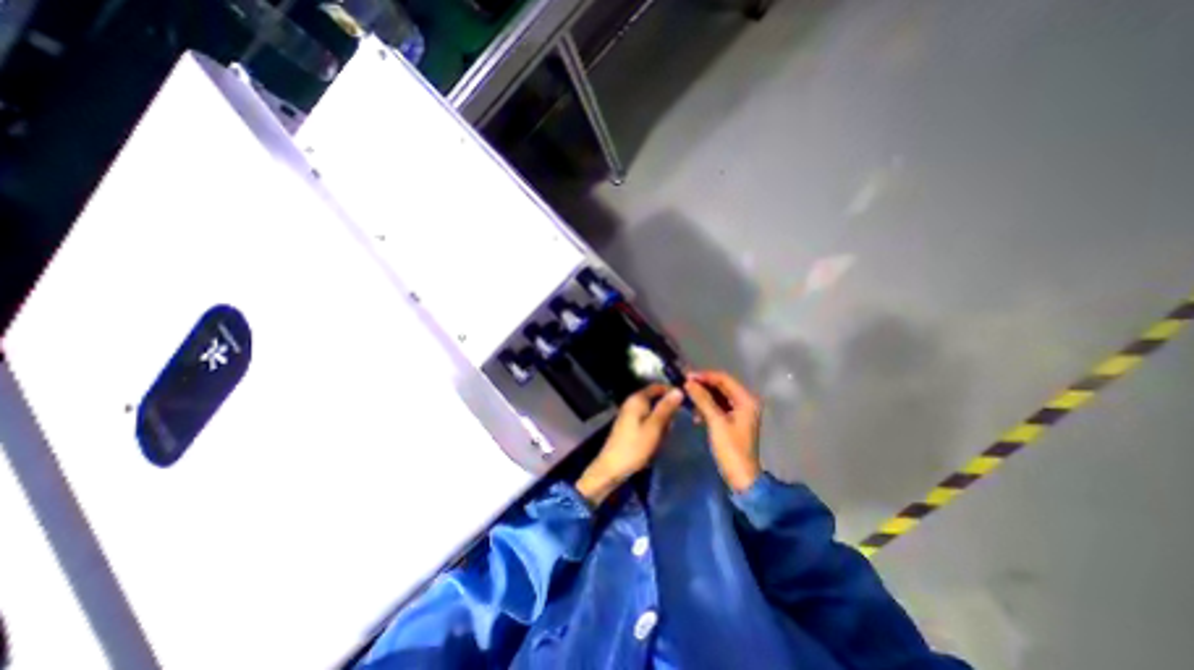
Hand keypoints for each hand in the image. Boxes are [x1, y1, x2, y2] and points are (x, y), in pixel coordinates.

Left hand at [576, 385, 681, 505]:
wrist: (612, 468)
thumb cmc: (634, 447)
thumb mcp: (654, 427)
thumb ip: (666, 408)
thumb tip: (679, 390)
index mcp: (637, 399)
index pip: (658, 387)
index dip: (672, 392)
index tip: (685, 403)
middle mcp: (632, 402)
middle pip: (656, 400)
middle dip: (667, 412)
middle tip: (672, 427)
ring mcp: (630, 414)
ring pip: (653, 412)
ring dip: (662, 422)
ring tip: (664, 437)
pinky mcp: (630, 425)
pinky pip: (648, 421)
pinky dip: (655, 429)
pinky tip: (656, 441)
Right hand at [681, 371, 763, 490]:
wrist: (741, 477)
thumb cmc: (731, 449)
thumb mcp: (716, 422)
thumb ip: (703, 399)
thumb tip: (688, 383)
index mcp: (746, 400)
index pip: (723, 379)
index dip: (704, 376)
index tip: (686, 377)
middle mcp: (745, 402)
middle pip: (721, 386)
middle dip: (702, 385)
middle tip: (683, 386)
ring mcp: (740, 412)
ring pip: (718, 396)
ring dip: (703, 397)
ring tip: (687, 399)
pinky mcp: (733, 421)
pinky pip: (718, 407)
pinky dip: (706, 407)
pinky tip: (696, 414)